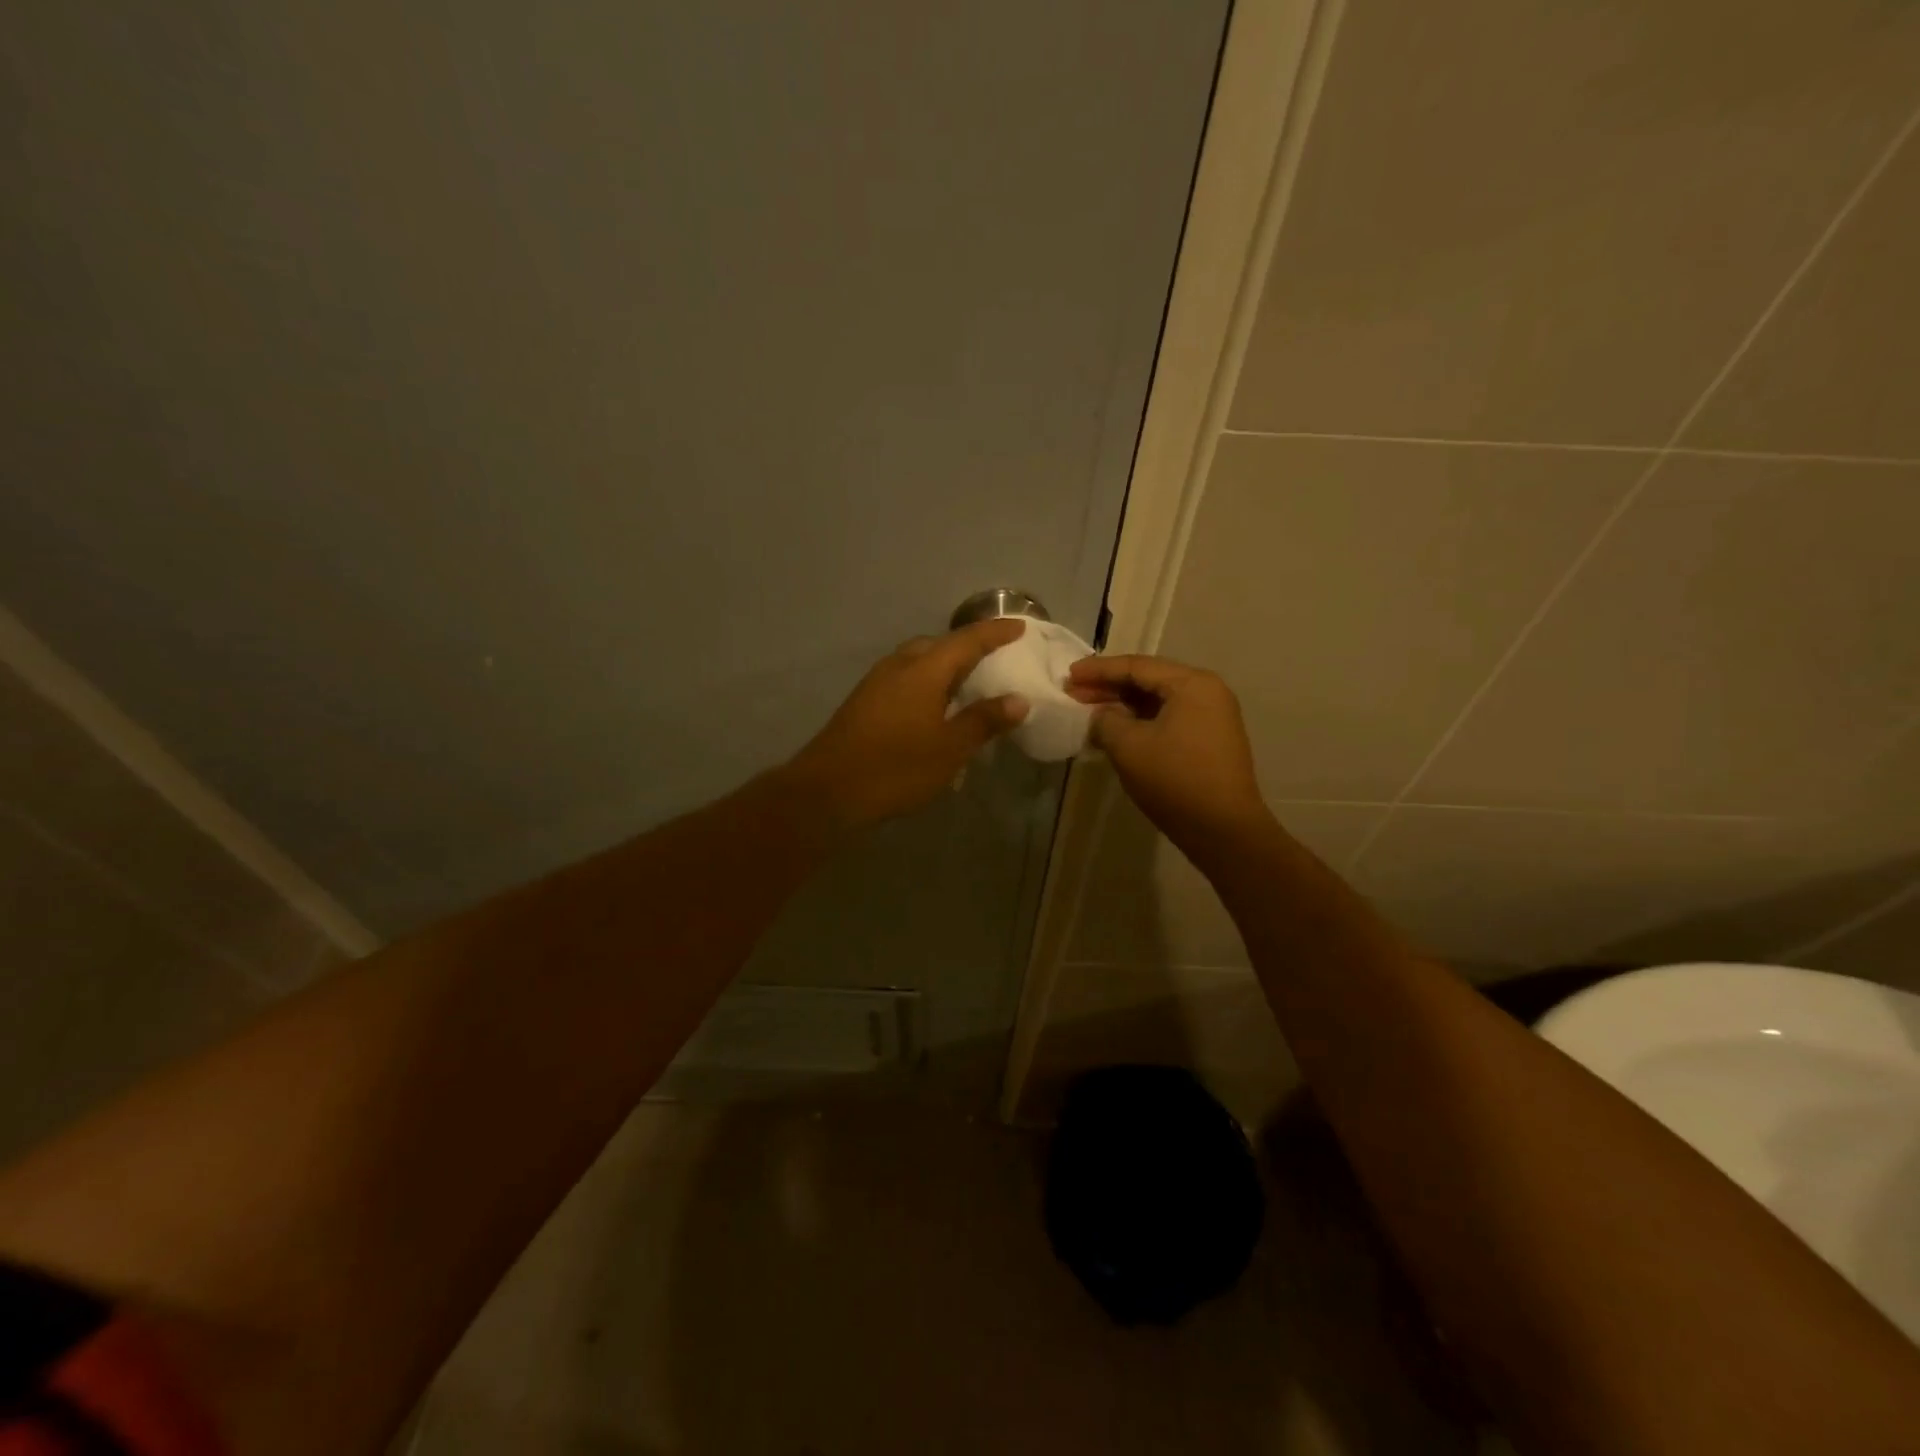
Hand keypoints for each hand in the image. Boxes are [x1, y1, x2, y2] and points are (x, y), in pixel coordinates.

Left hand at [786, 619, 1030, 829]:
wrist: (828, 791)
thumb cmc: (896, 768)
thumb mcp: (950, 749)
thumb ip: (984, 721)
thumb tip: (1017, 700)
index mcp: (924, 670)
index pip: (967, 640)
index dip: (995, 632)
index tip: (1019, 626)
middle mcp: (899, 666)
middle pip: (938, 645)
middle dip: (966, 647)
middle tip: (993, 658)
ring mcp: (876, 682)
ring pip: (917, 660)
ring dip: (943, 665)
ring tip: (966, 683)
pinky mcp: (863, 701)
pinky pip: (903, 678)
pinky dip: (925, 681)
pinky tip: (932, 707)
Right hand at [1067, 654, 1271, 857]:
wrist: (1223, 830)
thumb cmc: (1175, 780)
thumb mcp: (1128, 746)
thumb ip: (1106, 720)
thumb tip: (1101, 715)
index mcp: (1192, 684)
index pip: (1137, 666)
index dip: (1098, 670)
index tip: (1069, 676)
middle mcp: (1207, 692)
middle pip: (1149, 680)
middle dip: (1109, 687)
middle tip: (1074, 694)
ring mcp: (1212, 717)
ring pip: (1157, 702)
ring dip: (1122, 706)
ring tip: (1089, 713)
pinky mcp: (1209, 740)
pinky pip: (1168, 719)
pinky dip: (1139, 722)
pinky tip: (1114, 732)